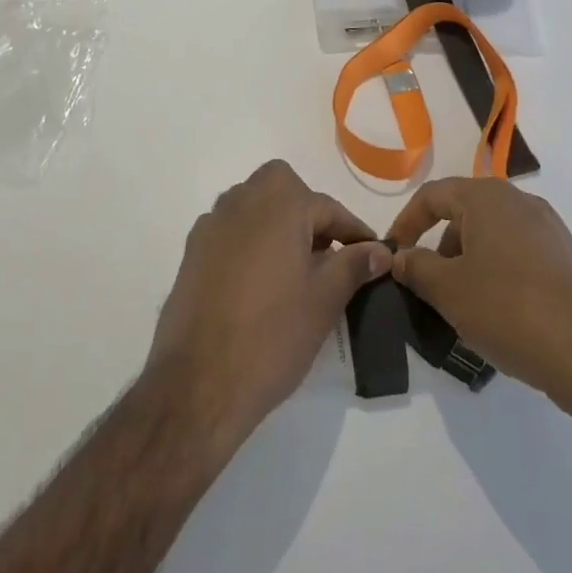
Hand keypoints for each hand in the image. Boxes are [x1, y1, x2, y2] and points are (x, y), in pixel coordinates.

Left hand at [148, 161, 390, 454]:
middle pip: (283, 189)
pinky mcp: (191, 253)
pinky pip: (231, 232)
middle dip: (308, 213)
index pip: (327, 207)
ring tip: (295, 269)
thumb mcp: (325, 300)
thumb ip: (354, 265)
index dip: (354, 232)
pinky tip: (259, 283)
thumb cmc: (272, 335)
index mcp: (279, 204)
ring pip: (253, 207)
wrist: (198, 383)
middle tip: (326, 254)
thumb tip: (379, 250)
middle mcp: (241, 201)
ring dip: (277, 224)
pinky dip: (250, 243)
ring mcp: (211, 226)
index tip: (373, 254)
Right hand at [387, 176, 571, 409]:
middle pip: (464, 213)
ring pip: (492, 236)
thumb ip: (417, 268)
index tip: (393, 254)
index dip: (406, 222)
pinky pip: (518, 254)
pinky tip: (498, 314)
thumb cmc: (510, 310)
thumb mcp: (449, 291)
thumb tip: (401, 257)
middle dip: (439, 246)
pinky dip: (497, 273)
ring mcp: (549, 229)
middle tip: (427, 286)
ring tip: (461, 307)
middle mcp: (521, 201)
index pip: (433, 195)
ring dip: (468, 263)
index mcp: (488, 197)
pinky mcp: (567, 258)